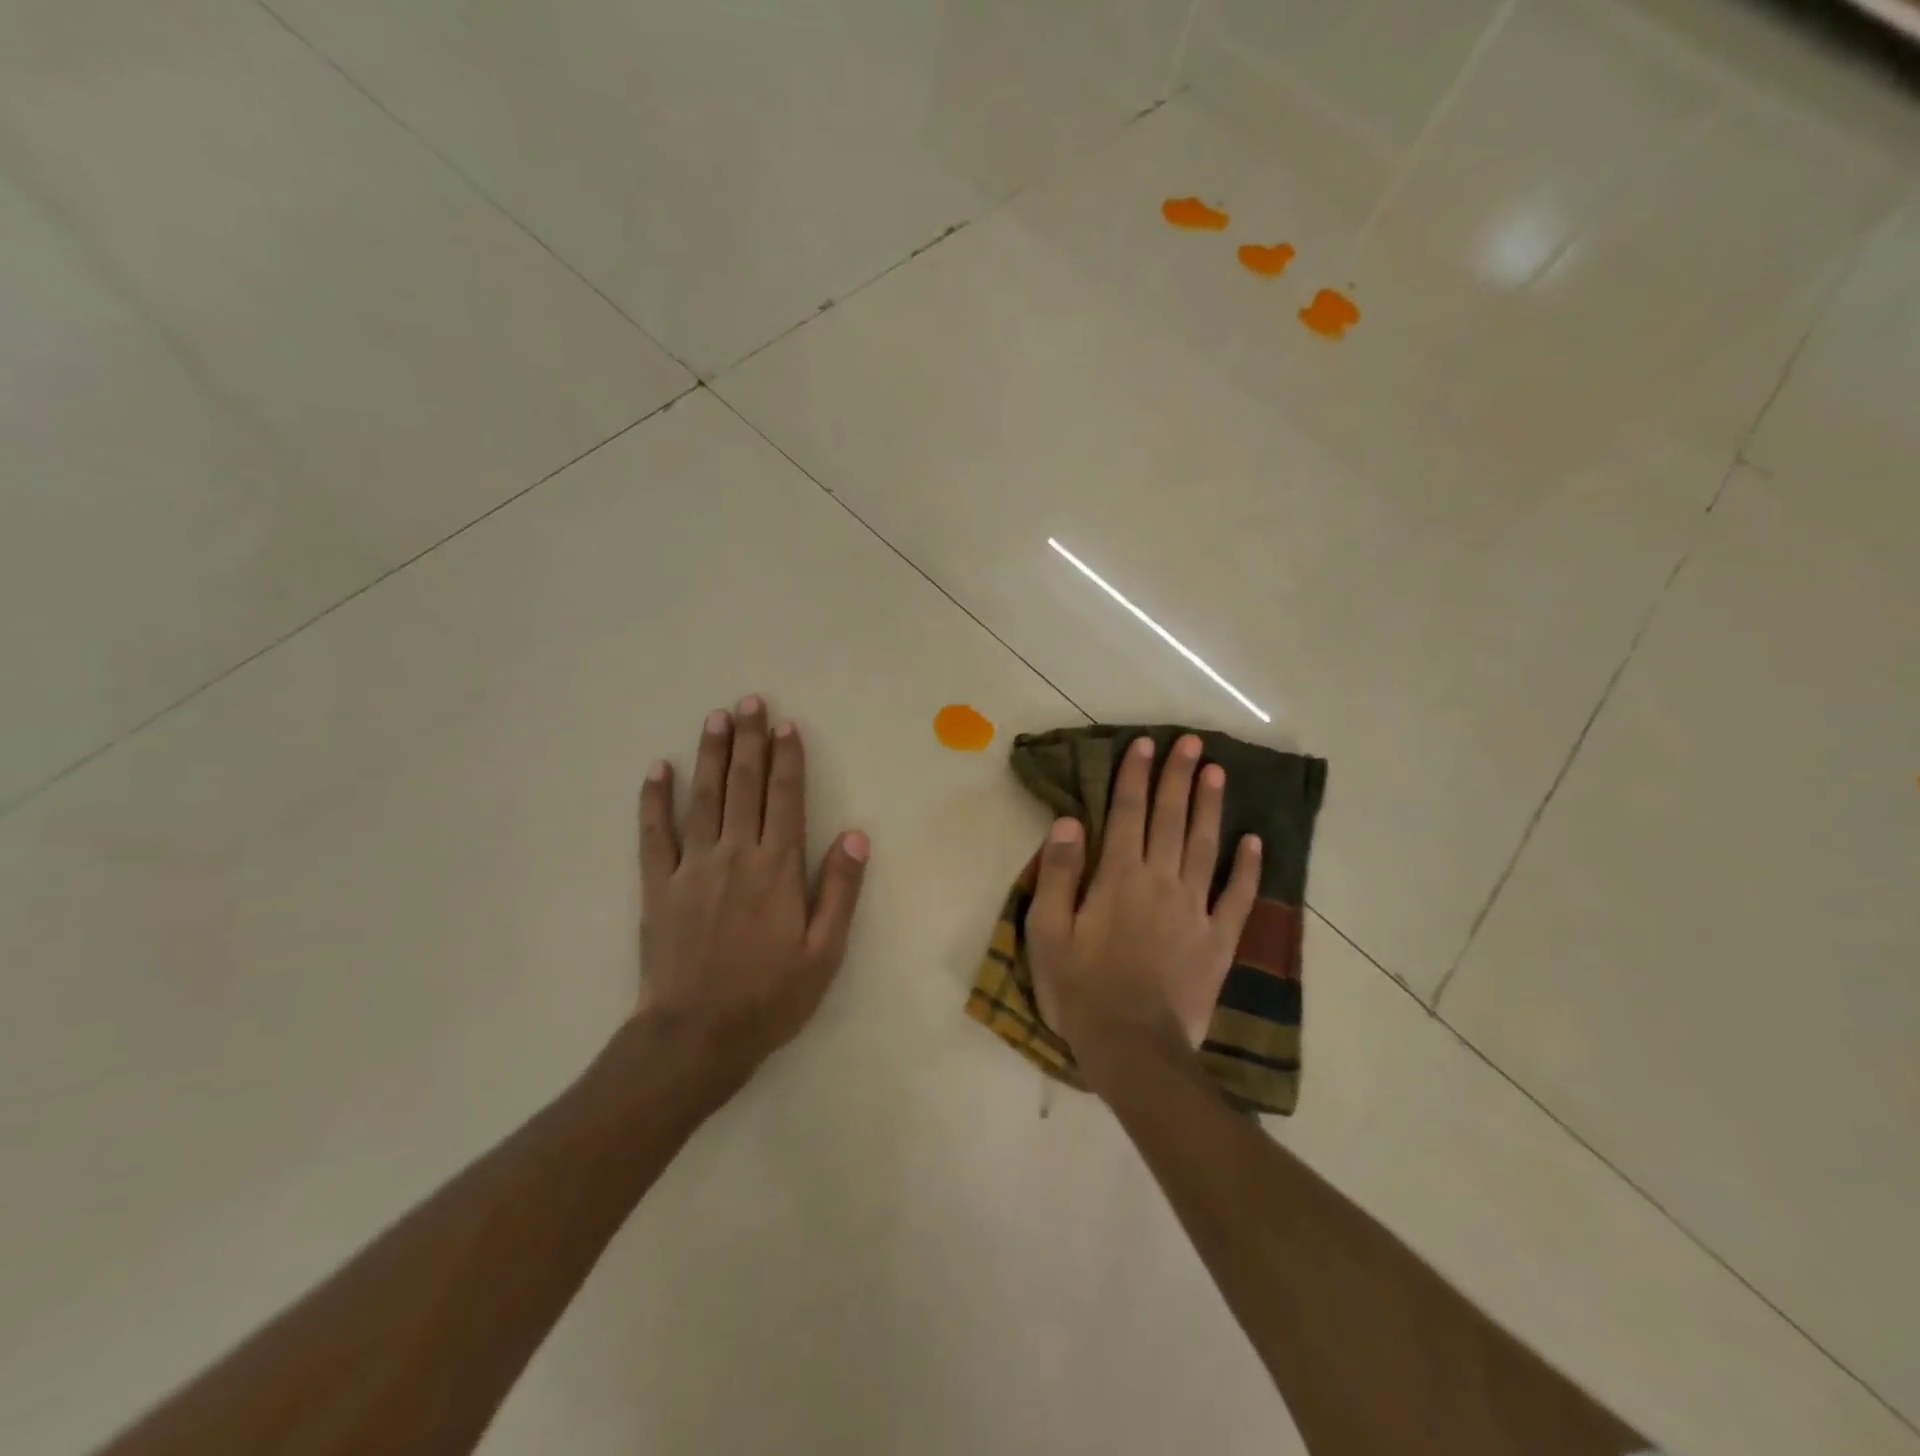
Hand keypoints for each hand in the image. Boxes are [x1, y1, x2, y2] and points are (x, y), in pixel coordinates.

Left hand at [636, 696, 869, 1098]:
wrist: (697, 1036)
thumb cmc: (771, 996)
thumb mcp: (825, 951)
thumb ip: (840, 889)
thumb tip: (857, 834)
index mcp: (778, 868)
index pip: (786, 798)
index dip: (787, 758)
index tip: (786, 725)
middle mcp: (736, 855)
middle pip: (744, 785)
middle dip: (749, 740)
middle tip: (749, 702)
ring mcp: (692, 867)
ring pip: (704, 797)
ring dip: (710, 755)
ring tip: (715, 718)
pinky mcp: (658, 885)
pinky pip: (655, 833)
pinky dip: (655, 799)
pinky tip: (658, 769)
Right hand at [1026, 734, 1260, 1072]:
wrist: (1133, 1048)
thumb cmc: (1081, 989)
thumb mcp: (1048, 932)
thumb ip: (1058, 874)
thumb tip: (1068, 821)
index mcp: (1118, 878)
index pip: (1127, 814)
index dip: (1135, 777)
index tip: (1146, 744)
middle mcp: (1160, 882)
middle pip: (1170, 820)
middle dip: (1179, 778)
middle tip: (1192, 742)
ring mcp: (1195, 910)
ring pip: (1205, 847)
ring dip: (1211, 807)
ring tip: (1219, 773)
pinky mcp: (1218, 941)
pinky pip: (1238, 898)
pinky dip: (1249, 869)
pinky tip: (1255, 842)